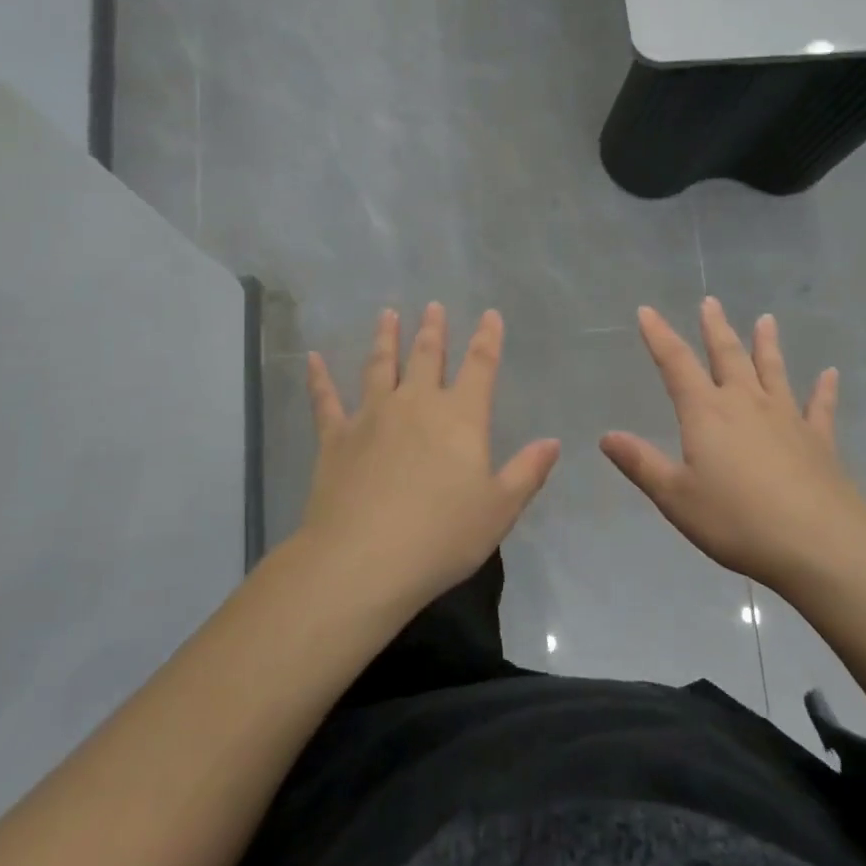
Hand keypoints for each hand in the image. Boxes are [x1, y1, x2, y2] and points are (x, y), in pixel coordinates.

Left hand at [299, 303, 559, 612]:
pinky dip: (319, 377)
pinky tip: (312, 358)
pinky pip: (326, 399)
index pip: (480, 366)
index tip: (489, 315)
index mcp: (461, 417)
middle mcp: (416, 404)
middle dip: (433, 330)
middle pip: (427, 356)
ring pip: (380, 366)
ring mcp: (372, 416)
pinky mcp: (335, 438)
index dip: (488, 338)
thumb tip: (552, 442)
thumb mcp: (499, 509)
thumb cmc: (442, 536)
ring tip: (387, 314)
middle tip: (433, 306)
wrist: (364, 559)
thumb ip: (527, 471)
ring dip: (385, 338)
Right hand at [601, 299, 865, 591]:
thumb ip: (641, 463)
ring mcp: (786, 418)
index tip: (647, 311)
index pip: (676, 364)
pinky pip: (819, 406)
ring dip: (766, 345)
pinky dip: (824, 389)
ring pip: (772, 371)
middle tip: (711, 302)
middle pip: (727, 356)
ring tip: (766, 320)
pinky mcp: (818, 440)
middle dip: (715, 328)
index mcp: (707, 413)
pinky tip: (830, 374)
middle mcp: (746, 403)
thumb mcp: (676, 496)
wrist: (817, 541)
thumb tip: (607, 436)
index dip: (659, 336)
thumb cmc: (736, 520)